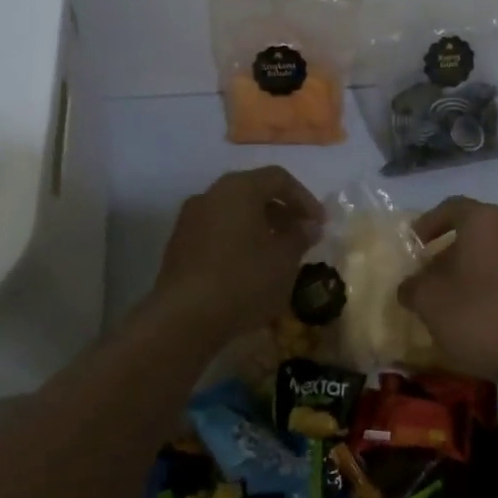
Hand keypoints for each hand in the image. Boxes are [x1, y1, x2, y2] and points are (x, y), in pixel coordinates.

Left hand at [150, 166, 323, 340]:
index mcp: (239, 188)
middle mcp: (211, 194)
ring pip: (234, 212)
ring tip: (277, 253)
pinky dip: (238, 239)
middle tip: (301, 235)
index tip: (319, 224)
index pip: (279, 178)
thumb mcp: (284, 259)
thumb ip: (300, 236)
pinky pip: (217, 231)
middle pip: (254, 191)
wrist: (183, 319)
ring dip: (259, 226)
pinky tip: (249, 267)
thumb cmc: (243, 280)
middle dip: (282, 211)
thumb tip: (309, 226)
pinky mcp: (178, 245)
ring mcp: (190, 219)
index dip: (305, 198)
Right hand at [399, 197, 497, 386]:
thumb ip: (412, 286)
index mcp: (485, 221)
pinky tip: (479, 316)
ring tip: (451, 299)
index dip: (428, 222)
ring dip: (470, 270)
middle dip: (449, 250)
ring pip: (494, 254)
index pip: (452, 207)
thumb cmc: (479, 315)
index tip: (413, 243)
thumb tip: (410, 286)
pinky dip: (491, 287)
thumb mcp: (429, 301)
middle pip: (475, 231)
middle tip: (429, 273)